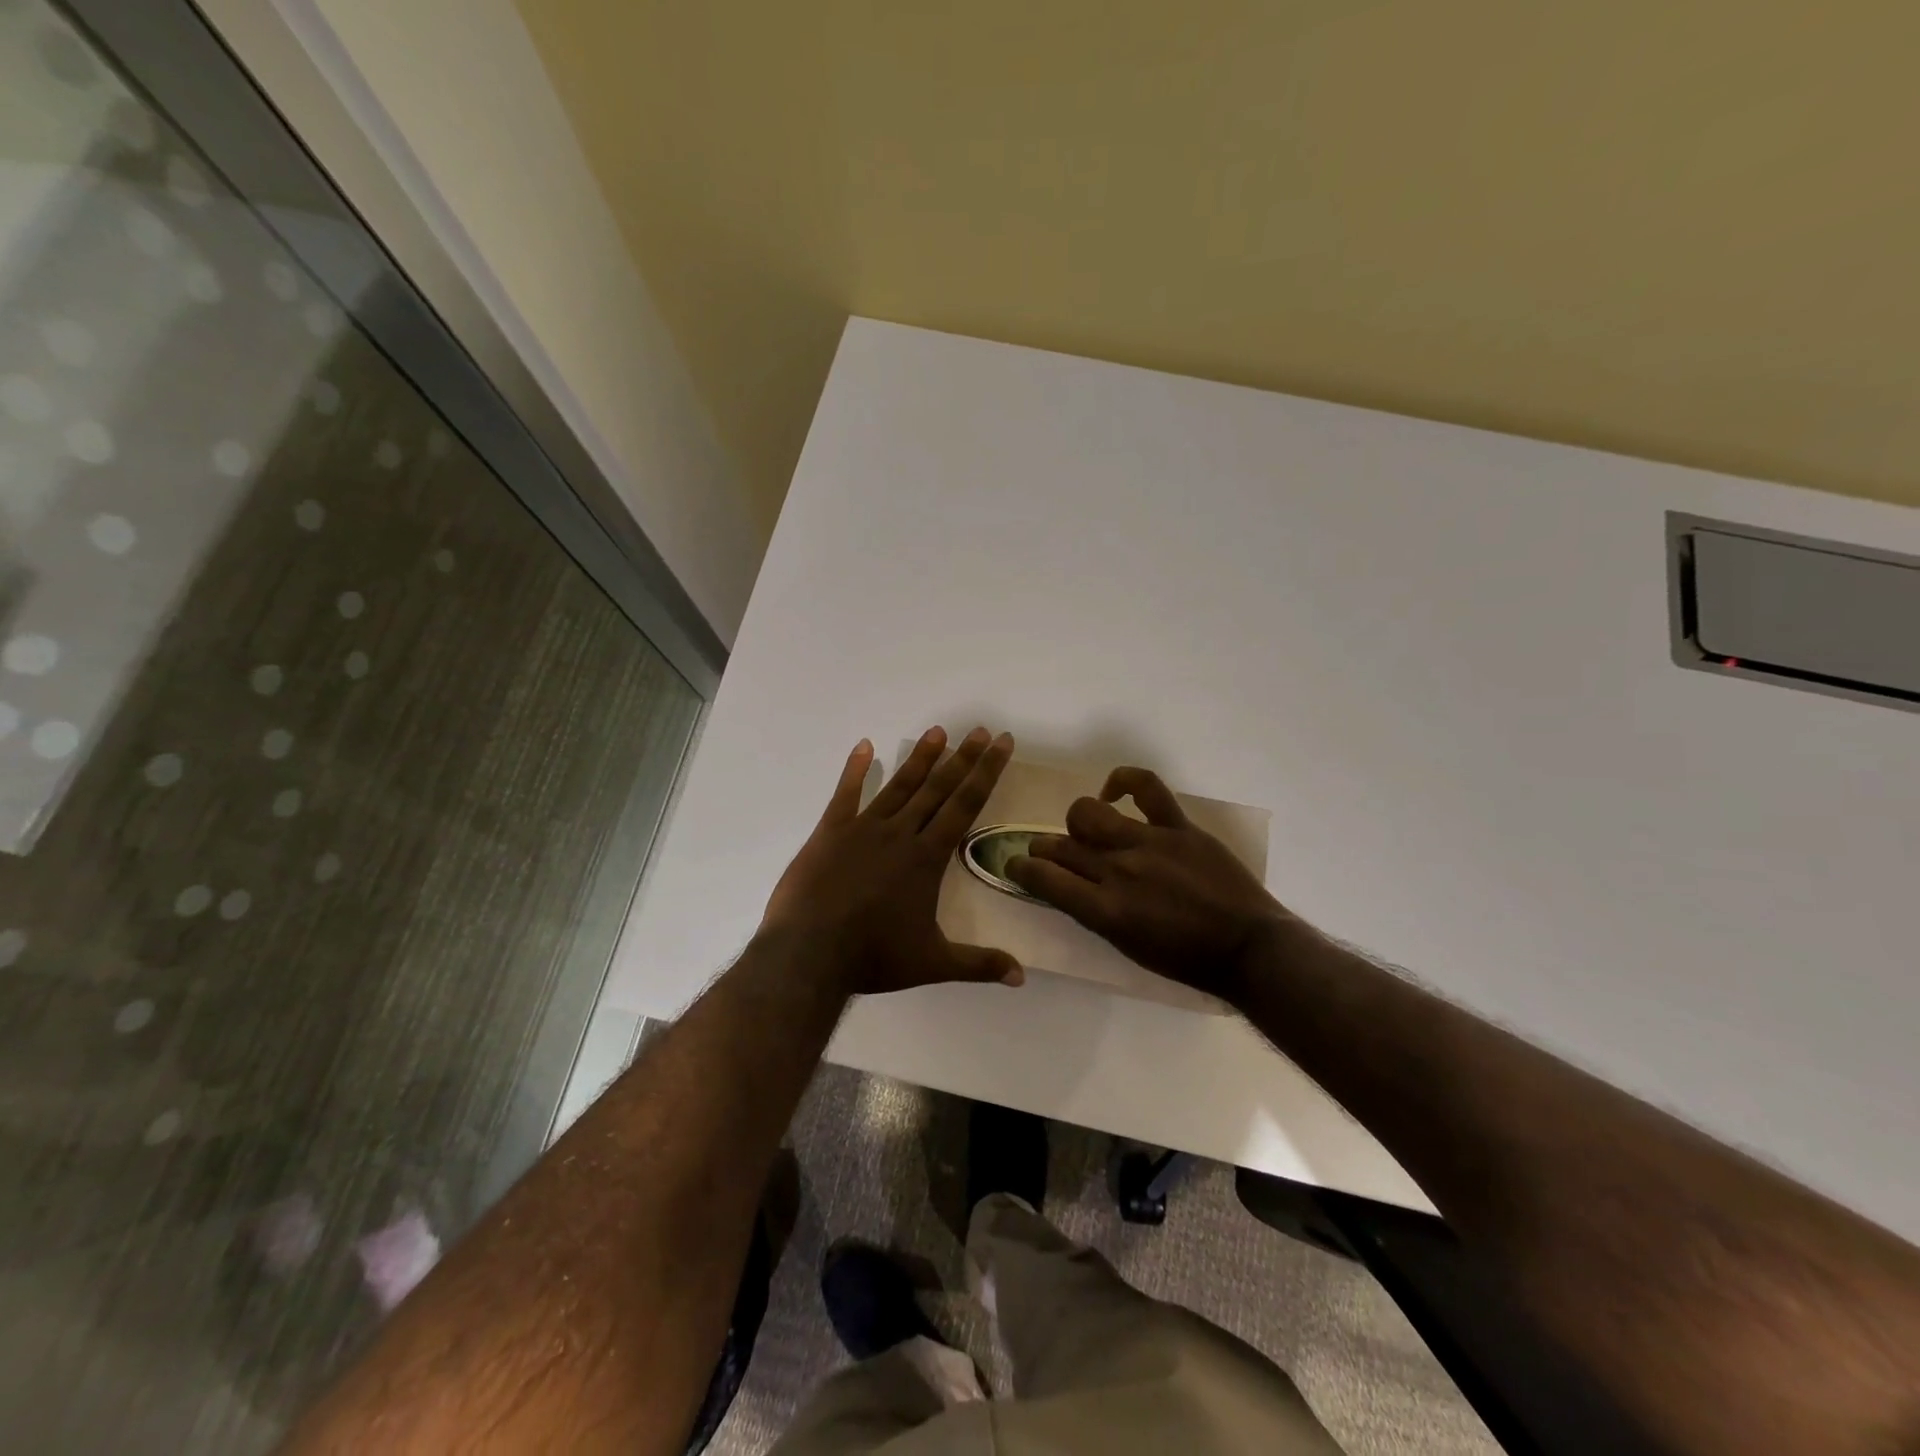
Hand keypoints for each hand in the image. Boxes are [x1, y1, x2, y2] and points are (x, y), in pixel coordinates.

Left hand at [759, 726, 1023, 996]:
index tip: (1001, 744)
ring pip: (899, 785)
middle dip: (963, 757)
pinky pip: (845, 794)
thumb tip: (1023, 977)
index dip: (986, 772)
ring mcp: (863, 829)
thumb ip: (979, 964)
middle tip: (981, 729)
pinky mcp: (830, 832)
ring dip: (920, 758)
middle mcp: (900, 833)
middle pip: (938, 787)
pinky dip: (855, 769)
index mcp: (927, 857)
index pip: (965, 805)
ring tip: (938, 731)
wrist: (809, 954)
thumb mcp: (933, 963)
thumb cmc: (873, 957)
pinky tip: (864, 745)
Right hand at [1006, 767, 1286, 1002]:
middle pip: (1061, 846)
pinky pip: (1145, 786)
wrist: (1248, 948)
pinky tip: (1113, 791)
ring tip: (1085, 831)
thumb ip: (1093, 914)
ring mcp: (1148, 843)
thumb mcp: (1127, 947)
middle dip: (1041, 848)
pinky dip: (1123, 780)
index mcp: (1105, 910)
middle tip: (1043, 852)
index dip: (1021, 869)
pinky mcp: (1177, 826)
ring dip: (1076, 823)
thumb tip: (1068, 887)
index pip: (1044, 879)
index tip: (1015, 865)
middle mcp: (1119, 871)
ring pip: (1088, 814)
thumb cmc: (1186, 960)